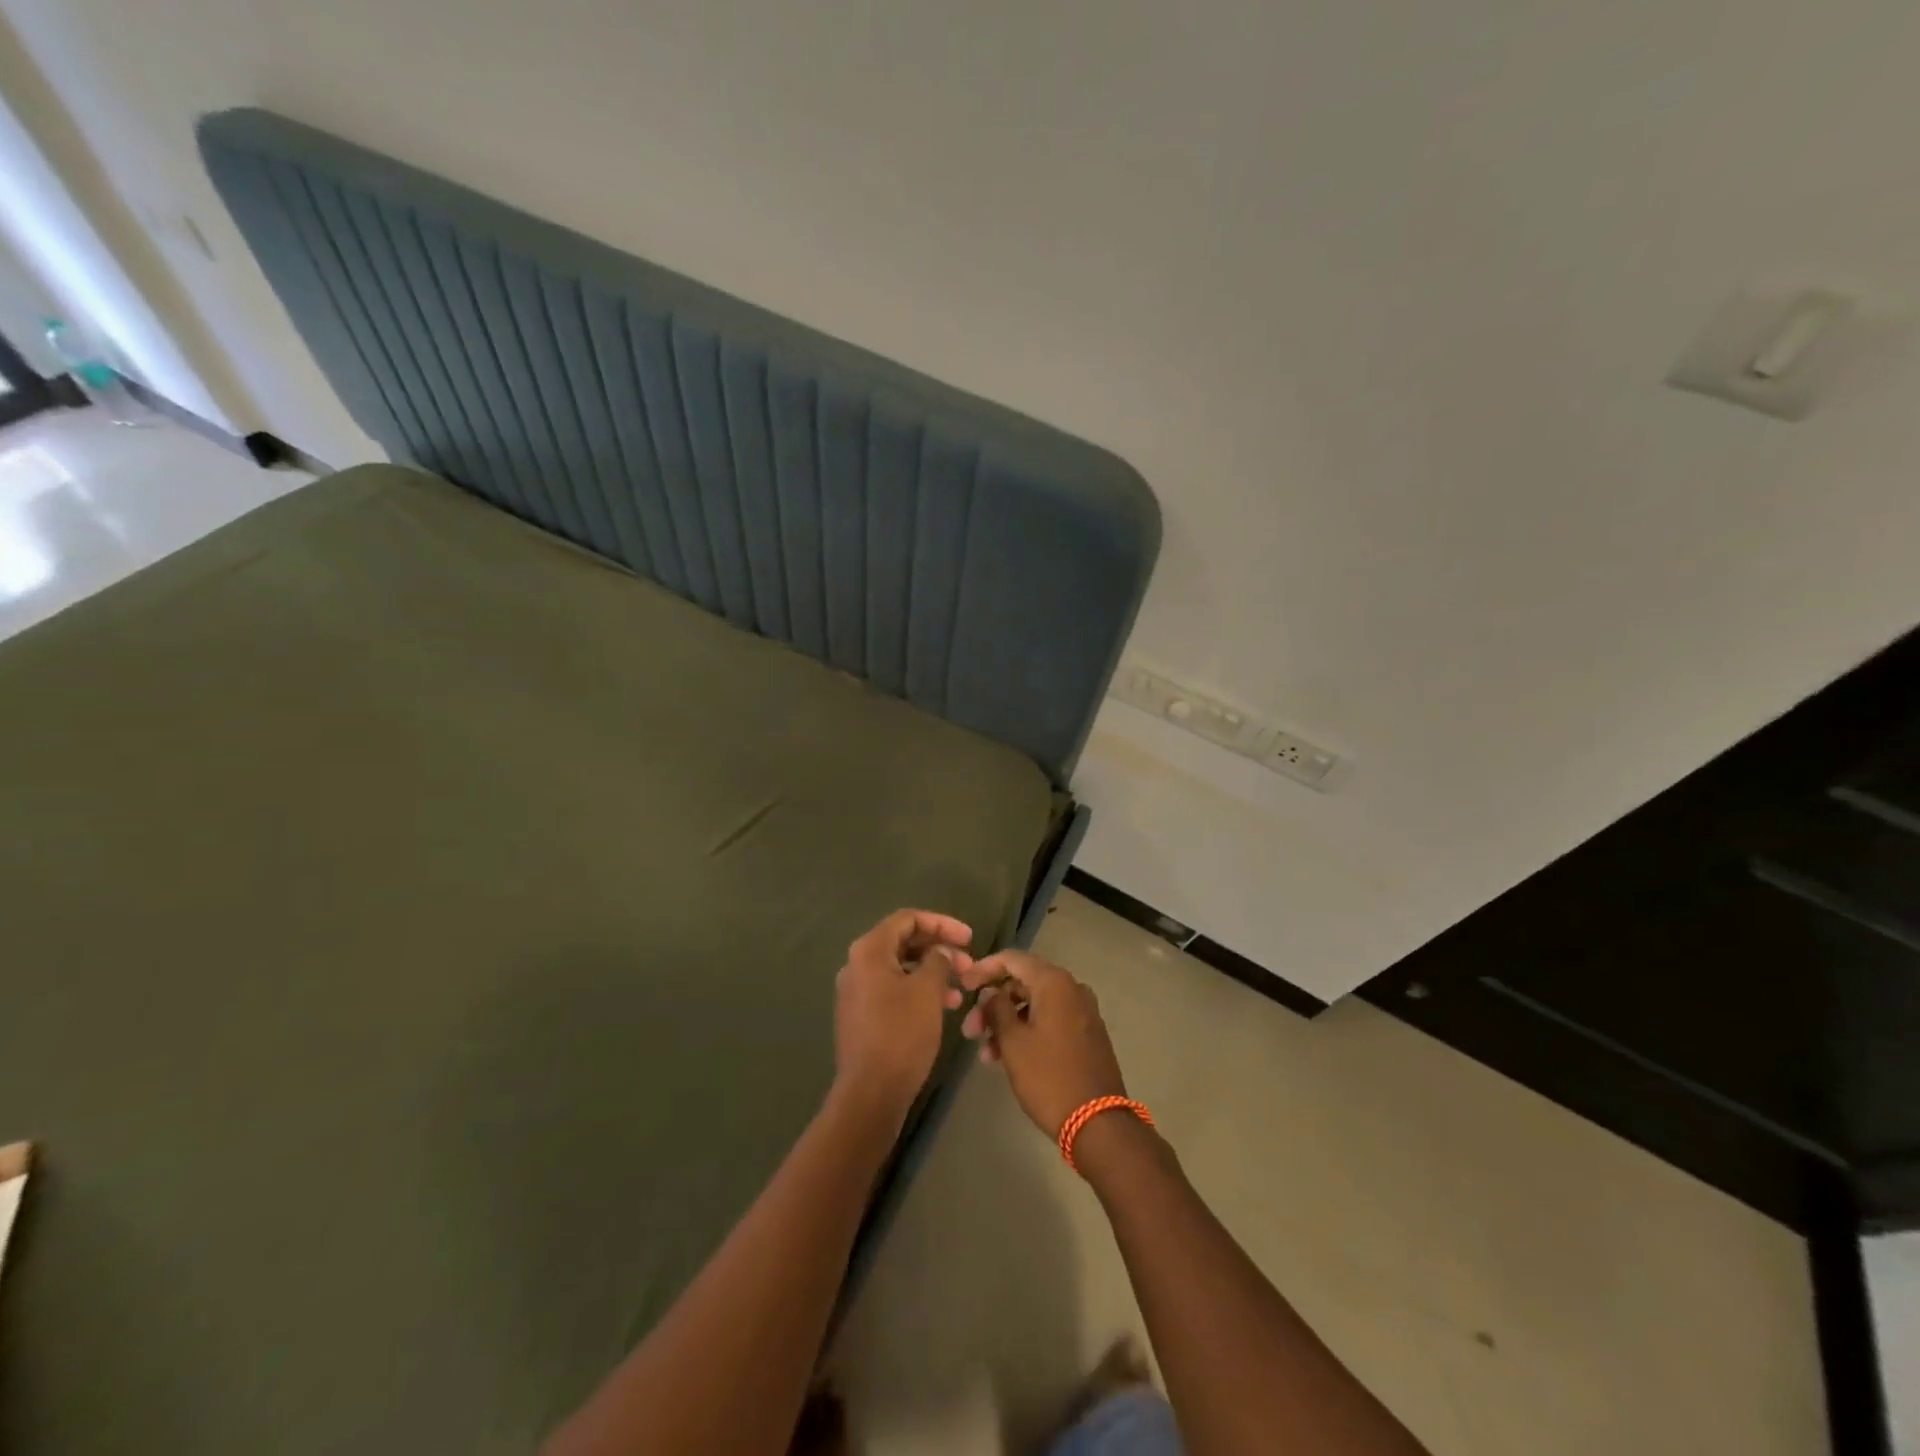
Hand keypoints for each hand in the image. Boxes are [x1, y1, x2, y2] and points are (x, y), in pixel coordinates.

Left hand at [833, 909, 972, 1119]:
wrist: (871, 1093)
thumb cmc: (901, 1033)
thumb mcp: (927, 990)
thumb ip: (938, 961)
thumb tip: (940, 953)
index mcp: (869, 950)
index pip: (908, 919)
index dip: (942, 924)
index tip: (970, 939)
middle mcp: (857, 965)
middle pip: (903, 942)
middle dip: (939, 949)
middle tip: (968, 964)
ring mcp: (856, 991)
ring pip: (900, 968)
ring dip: (932, 972)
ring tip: (960, 990)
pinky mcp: (861, 1015)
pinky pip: (893, 989)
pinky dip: (918, 990)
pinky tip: (942, 1007)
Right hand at [957, 949, 1127, 1136]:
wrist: (1098, 1124)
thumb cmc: (1049, 1078)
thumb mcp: (1014, 1042)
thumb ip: (996, 1009)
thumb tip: (991, 992)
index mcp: (1055, 983)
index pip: (1012, 959)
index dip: (984, 969)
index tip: (963, 986)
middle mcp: (1072, 989)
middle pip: (1023, 983)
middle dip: (993, 1004)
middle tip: (970, 1031)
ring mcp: (1082, 1012)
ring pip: (1035, 1005)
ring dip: (1007, 1023)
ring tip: (986, 1054)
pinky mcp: (1087, 1034)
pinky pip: (1050, 1020)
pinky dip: (1027, 1031)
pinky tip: (1007, 1057)